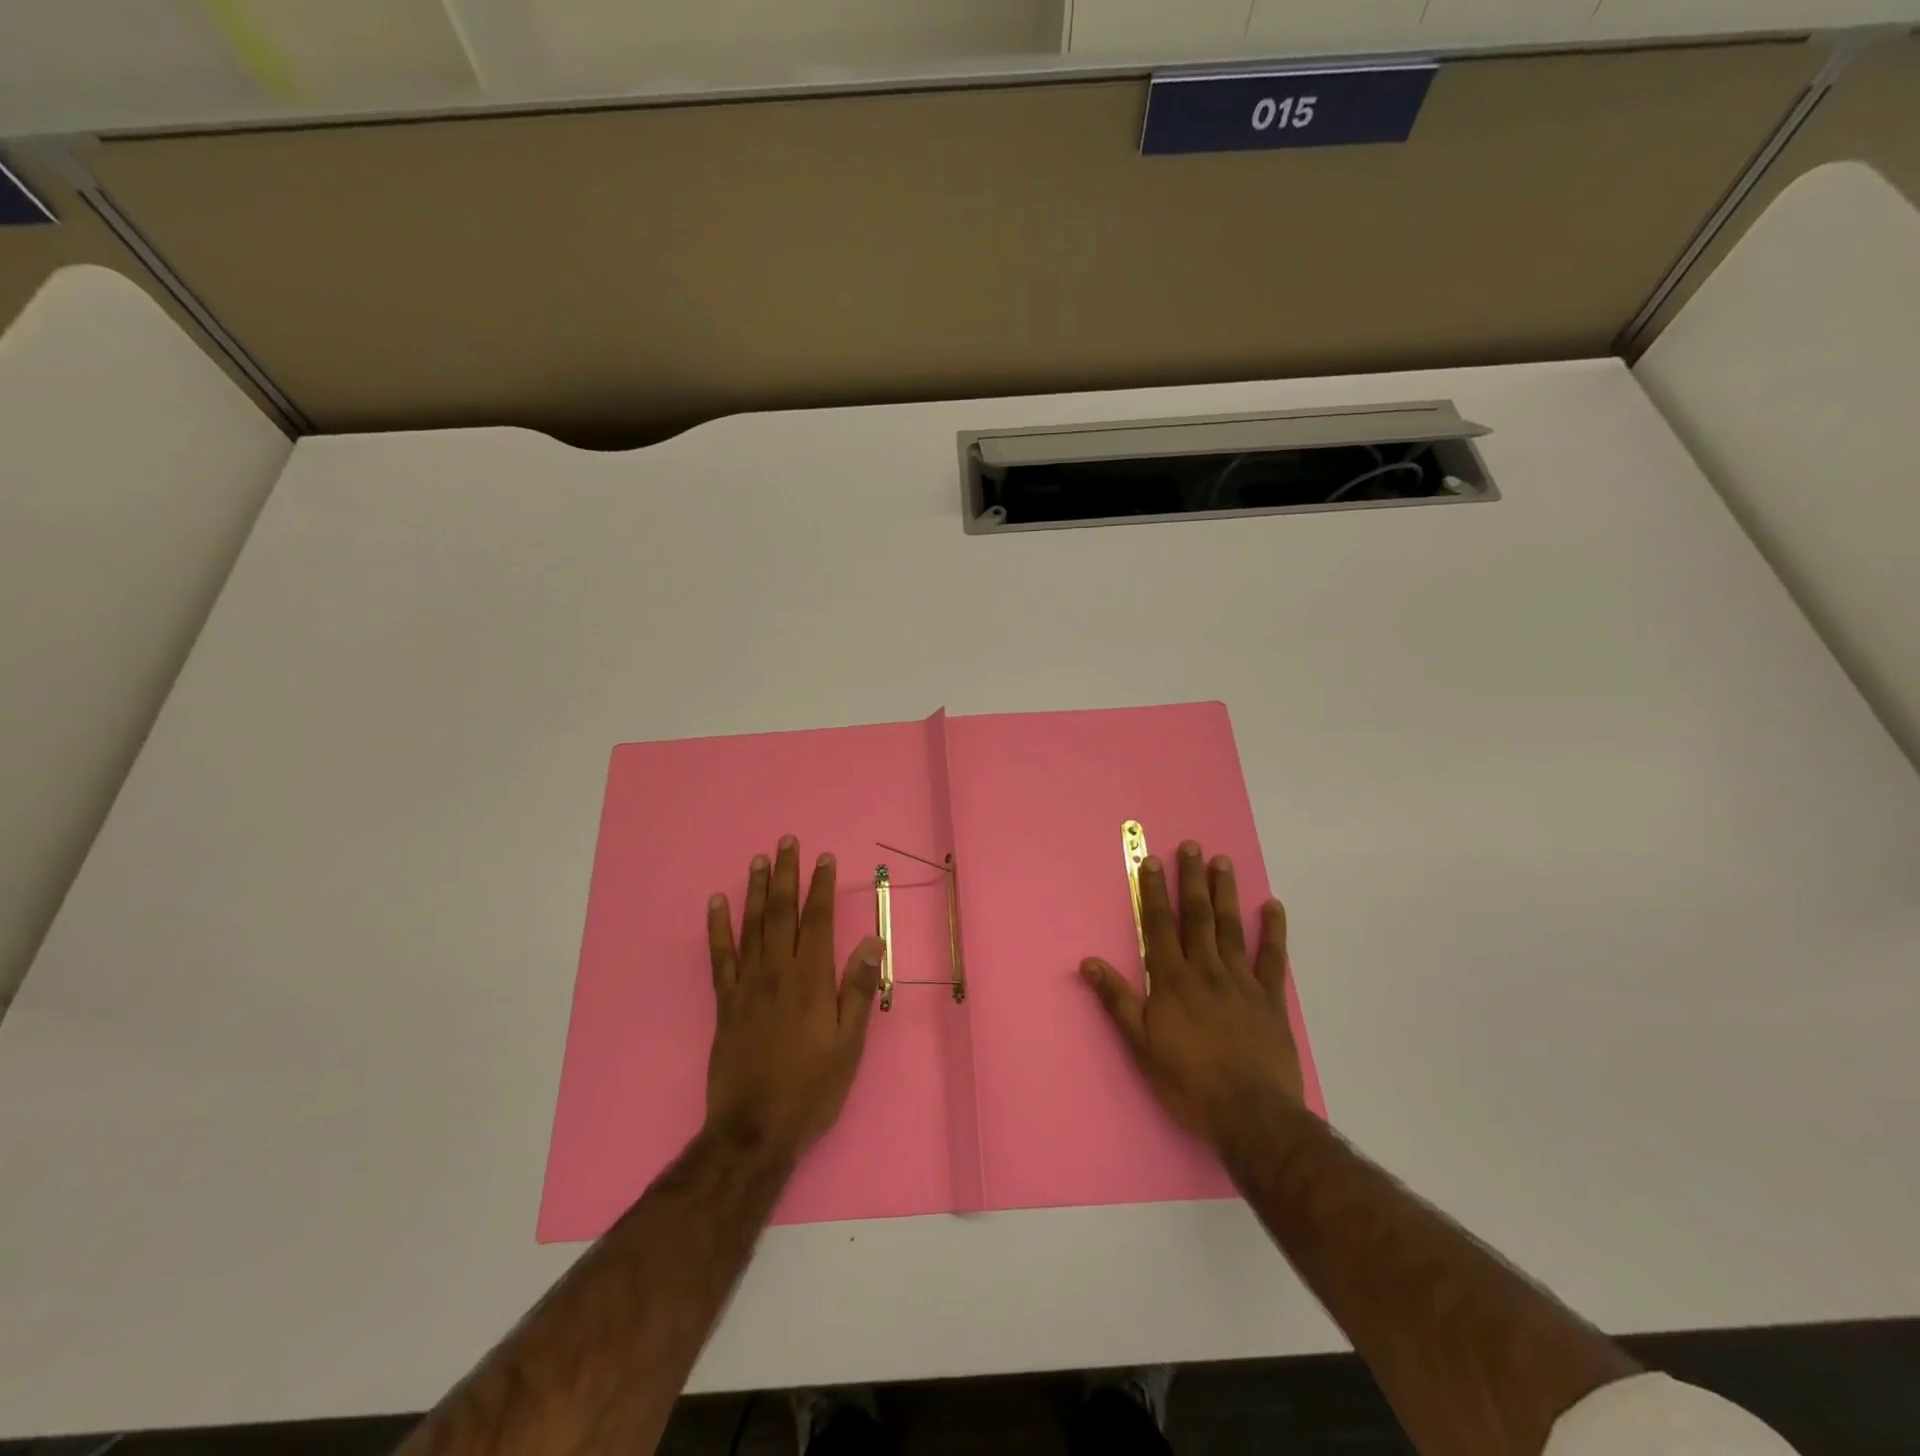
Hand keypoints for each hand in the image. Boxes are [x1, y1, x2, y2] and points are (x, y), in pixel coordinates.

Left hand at [705, 837, 882, 1157]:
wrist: (754, 1129)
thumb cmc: (812, 1088)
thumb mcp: (849, 1044)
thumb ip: (857, 989)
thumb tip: (870, 941)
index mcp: (811, 980)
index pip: (818, 920)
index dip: (821, 887)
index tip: (824, 858)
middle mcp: (777, 972)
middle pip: (782, 912)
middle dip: (787, 875)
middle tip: (787, 842)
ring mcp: (746, 985)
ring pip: (751, 926)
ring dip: (756, 890)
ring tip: (759, 860)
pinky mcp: (724, 1002)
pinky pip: (719, 956)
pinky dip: (717, 928)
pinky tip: (716, 903)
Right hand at [1081, 841, 1304, 1157]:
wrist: (1251, 1115)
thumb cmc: (1189, 1082)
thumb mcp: (1142, 1045)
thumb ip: (1118, 1000)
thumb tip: (1089, 962)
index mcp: (1172, 981)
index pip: (1159, 926)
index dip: (1153, 892)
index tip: (1151, 862)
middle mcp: (1206, 971)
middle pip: (1197, 917)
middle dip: (1191, 880)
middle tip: (1192, 846)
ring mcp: (1242, 982)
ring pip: (1231, 928)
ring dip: (1225, 893)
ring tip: (1223, 862)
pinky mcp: (1271, 999)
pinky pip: (1273, 959)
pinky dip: (1273, 931)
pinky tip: (1273, 907)